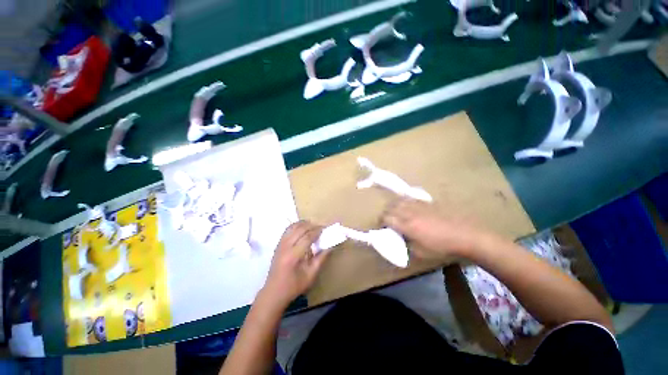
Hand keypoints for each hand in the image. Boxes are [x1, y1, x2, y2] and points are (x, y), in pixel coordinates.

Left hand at [261, 221, 328, 308]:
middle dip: (311, 225)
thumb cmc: (294, 286)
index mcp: (293, 256)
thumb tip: (330, 246)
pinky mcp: (278, 244)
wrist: (274, 292)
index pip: (307, 237)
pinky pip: (287, 230)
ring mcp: (280, 244)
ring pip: (292, 227)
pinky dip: (296, 226)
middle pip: (299, 229)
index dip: (317, 231)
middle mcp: (285, 247)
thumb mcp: (311, 275)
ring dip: (303, 224)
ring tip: (312, 226)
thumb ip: (321, 259)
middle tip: (320, 227)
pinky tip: (302, 228)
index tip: (325, 229)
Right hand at [382, 199, 486, 260]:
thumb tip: (400, 240)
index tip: (383, 227)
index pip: (386, 218)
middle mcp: (409, 212)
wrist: (465, 235)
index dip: (382, 222)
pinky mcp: (426, 202)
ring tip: (397, 213)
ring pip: (399, 201)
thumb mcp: (420, 253)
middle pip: (390, 207)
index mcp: (406, 225)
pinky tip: (409, 207)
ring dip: (394, 206)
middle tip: (389, 220)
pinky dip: (405, 202)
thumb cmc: (442, 246)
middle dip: (386, 213)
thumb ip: (406, 245)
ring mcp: (418, 205)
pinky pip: (410, 198)